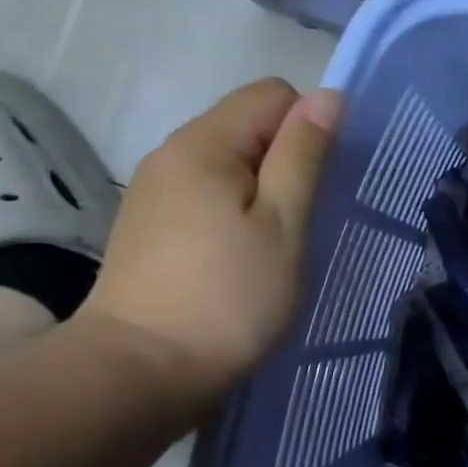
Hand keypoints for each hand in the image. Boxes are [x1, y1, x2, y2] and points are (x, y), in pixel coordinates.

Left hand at [78, 78, 340, 407]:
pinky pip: (205, 194)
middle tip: (300, 221)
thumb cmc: (228, 297)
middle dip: (285, 160)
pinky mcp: (148, 226)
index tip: (318, 184)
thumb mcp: (283, 224)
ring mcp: (153, 191)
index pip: (272, 94)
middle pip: (246, 125)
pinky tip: (238, 258)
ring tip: (273, 244)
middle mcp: (171, 153)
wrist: (140, 372)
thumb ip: (304, 156)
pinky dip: (233, 211)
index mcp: (204, 143)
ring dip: (261, 189)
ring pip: (227, 162)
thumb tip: (327, 97)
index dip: (309, 126)